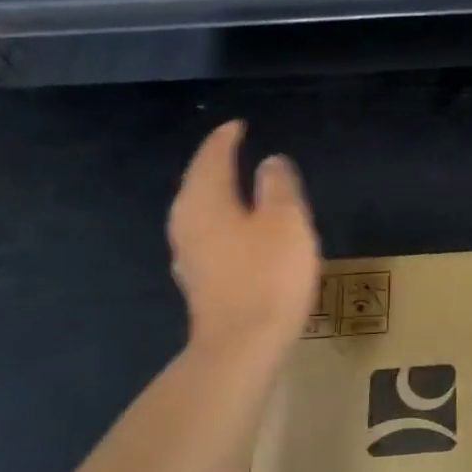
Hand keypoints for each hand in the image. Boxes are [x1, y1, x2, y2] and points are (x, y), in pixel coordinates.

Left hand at [168, 121, 320, 355]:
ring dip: (221, 195)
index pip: (212, 156)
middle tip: (239, 150)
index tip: (240, 125)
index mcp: (204, 201)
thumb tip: (270, 162)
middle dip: (218, 164)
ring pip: (202, 211)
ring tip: (242, 187)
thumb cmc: (268, 275)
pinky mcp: (200, 281)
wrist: (242, 345)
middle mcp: (186, 222)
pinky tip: (239, 232)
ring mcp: (188, 255)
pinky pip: (210, 236)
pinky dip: (224, 223)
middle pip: (199, 182)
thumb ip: (278, 185)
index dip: (227, 138)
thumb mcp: (285, 221)